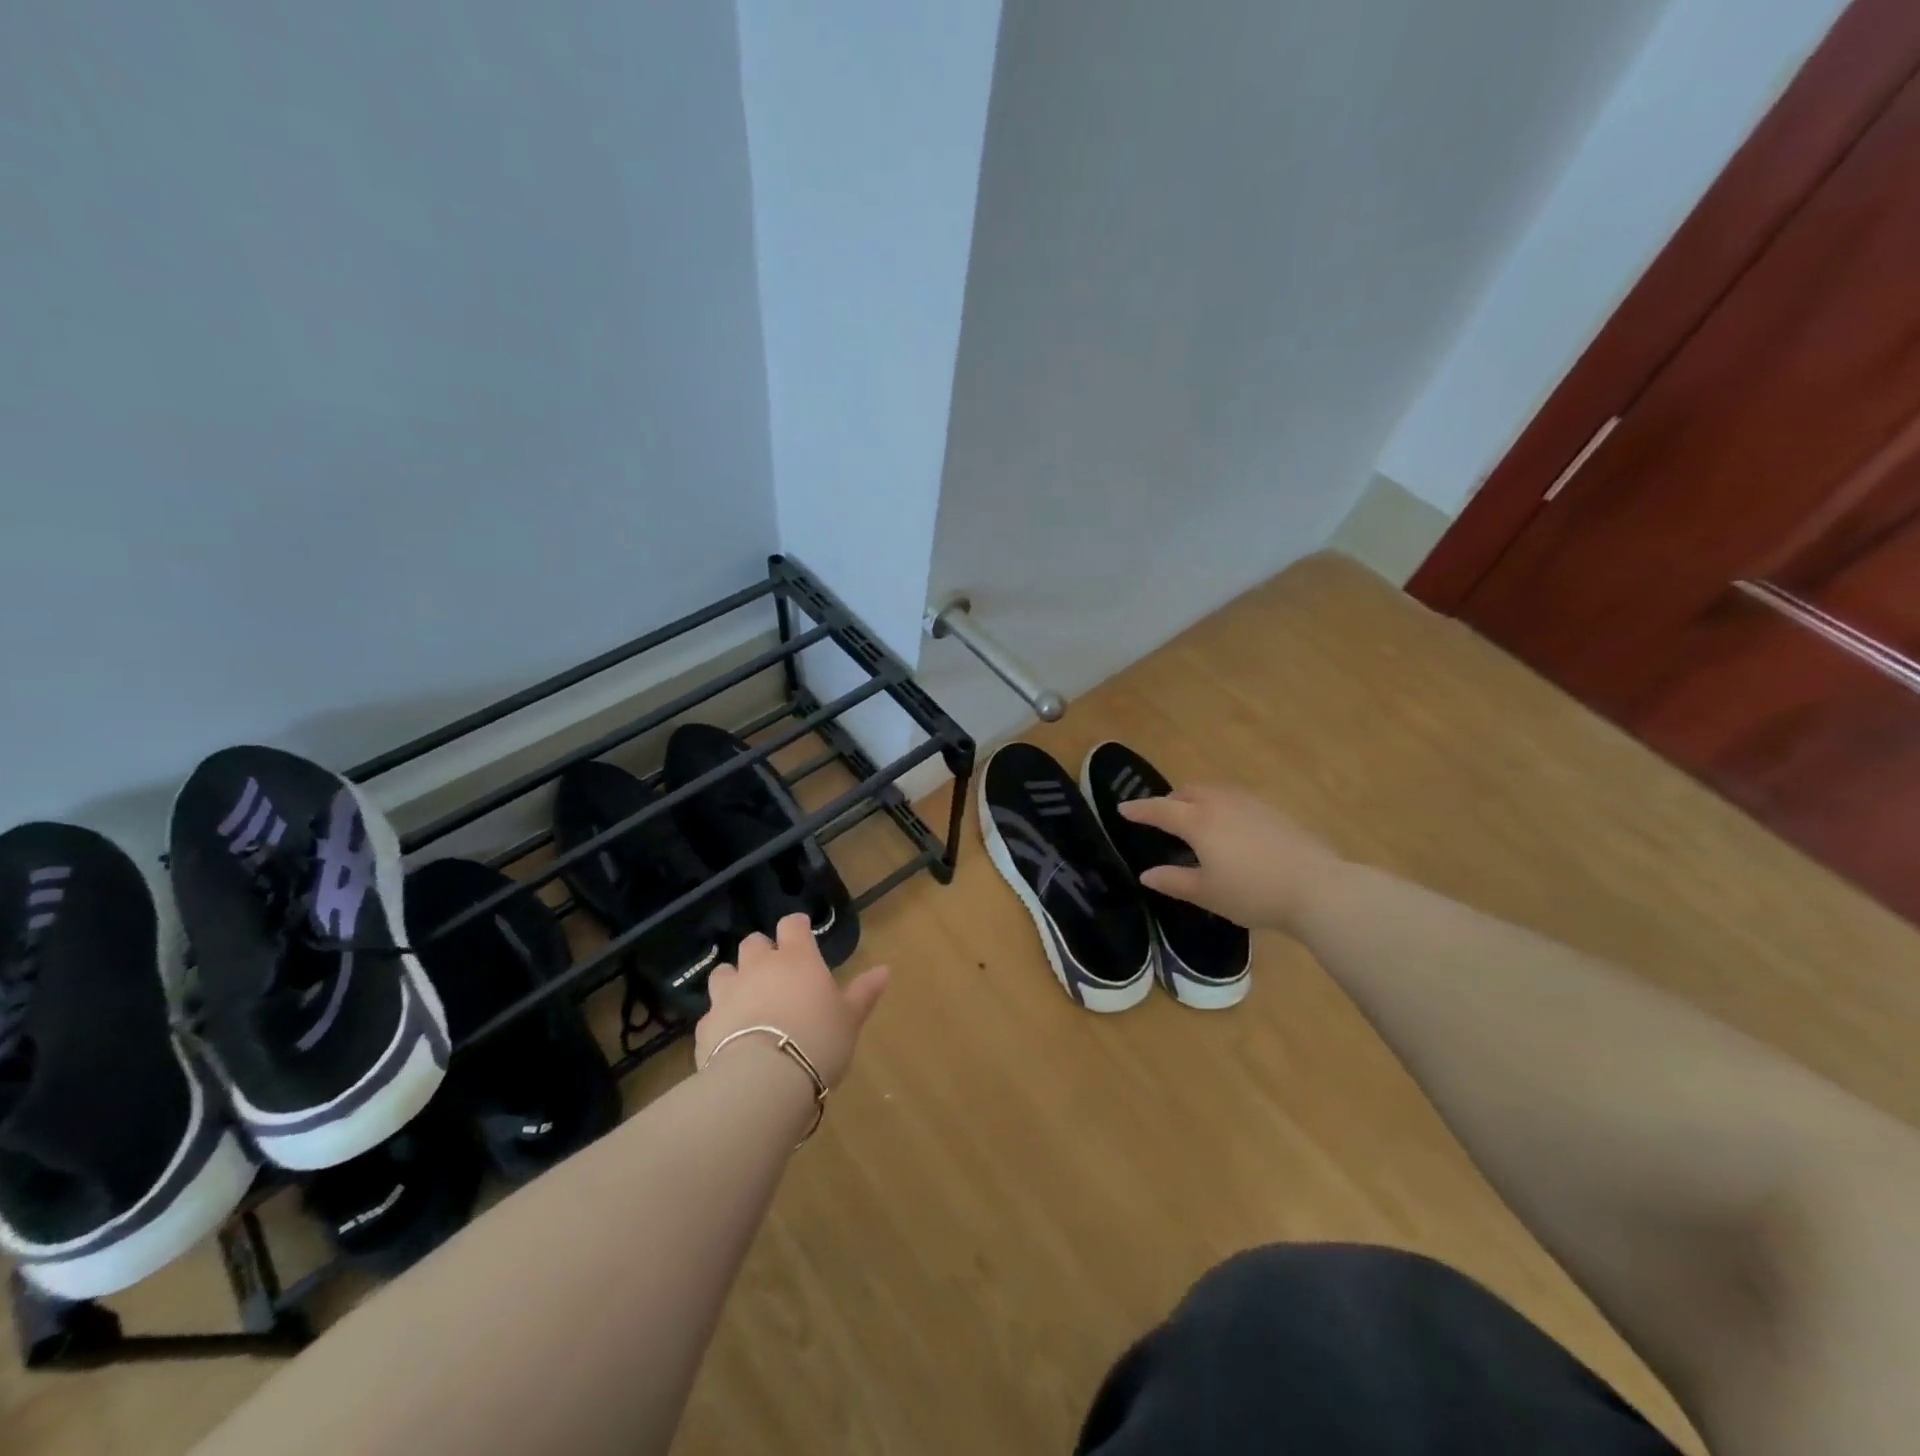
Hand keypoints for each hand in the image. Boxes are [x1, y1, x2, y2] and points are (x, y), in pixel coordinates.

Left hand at [695, 913, 888, 1089]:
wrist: (763, 1080)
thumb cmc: (817, 1041)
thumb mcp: (849, 1019)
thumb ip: (863, 993)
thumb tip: (884, 970)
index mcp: (796, 958)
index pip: (792, 925)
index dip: (796, 927)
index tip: (802, 934)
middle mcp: (758, 967)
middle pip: (753, 943)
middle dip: (762, 952)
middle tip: (775, 972)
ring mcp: (728, 994)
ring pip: (724, 972)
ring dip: (734, 980)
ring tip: (747, 1000)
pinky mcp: (705, 1025)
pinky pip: (711, 1012)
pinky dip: (721, 1019)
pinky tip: (731, 1038)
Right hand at [1118, 785, 1346, 931]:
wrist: (1318, 888)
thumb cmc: (1252, 893)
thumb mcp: (1207, 893)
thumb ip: (1174, 881)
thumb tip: (1147, 874)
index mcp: (1198, 822)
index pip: (1160, 809)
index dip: (1140, 810)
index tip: (1123, 809)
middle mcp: (1221, 804)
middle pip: (1188, 792)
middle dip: (1171, 801)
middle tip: (1163, 819)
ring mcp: (1251, 804)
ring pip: (1215, 792)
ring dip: (1197, 801)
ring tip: (1196, 823)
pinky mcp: (1274, 812)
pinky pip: (1236, 800)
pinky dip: (1221, 807)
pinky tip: (1231, 831)